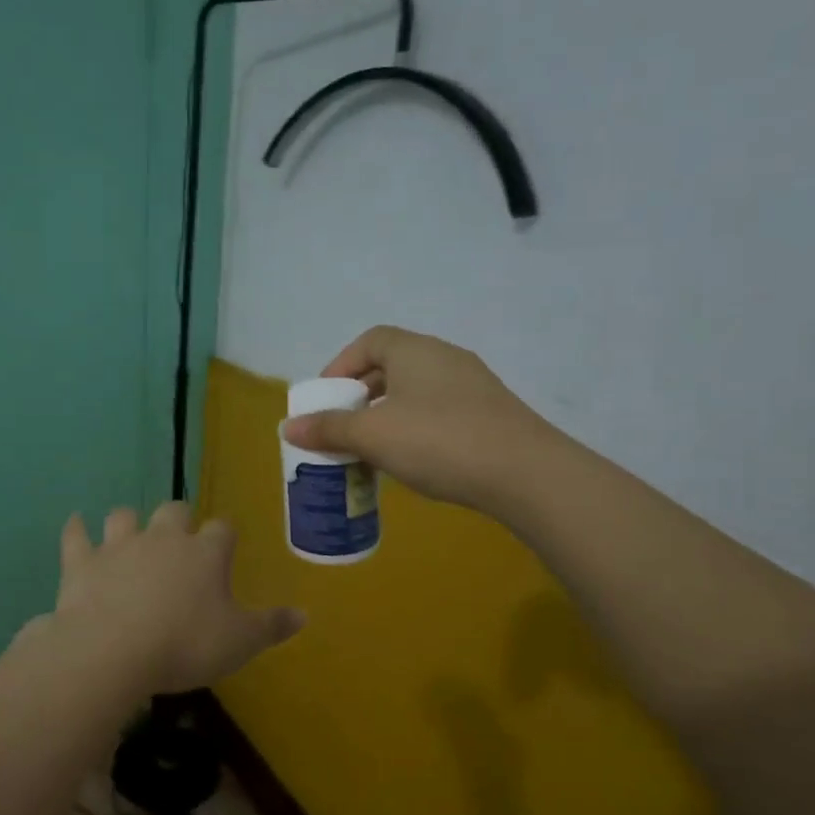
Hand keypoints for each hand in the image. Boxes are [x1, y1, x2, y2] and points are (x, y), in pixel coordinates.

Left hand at [46, 502, 302, 694]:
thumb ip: (271, 626)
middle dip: (179, 519)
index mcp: (204, 553)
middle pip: (174, 510)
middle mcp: (163, 538)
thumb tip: (305, 614)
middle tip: (179, 540)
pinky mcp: (82, 561)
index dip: (225, 536)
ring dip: (128, 523)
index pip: (223, 529)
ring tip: (130, 535)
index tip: (225, 546)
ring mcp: (119, 546)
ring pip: (124, 516)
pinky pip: (76, 535)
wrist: (113, 651)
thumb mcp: (239, 643)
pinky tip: (75, 525)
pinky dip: (76, 530)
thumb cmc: (185, 645)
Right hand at [281, 325, 554, 511]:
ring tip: (371, 447)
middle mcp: (444, 358)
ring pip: (415, 391)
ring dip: (387, 413)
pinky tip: (411, 459)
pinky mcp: (490, 414)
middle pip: (391, 365)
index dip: (341, 365)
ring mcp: (472, 385)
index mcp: (414, 350)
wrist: (526, 473)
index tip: (326, 399)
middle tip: (343, 425)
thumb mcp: (374, 435)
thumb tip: (288, 427)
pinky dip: (415, 427)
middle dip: (361, 394)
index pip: (370, 341)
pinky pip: (439, 411)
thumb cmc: (439, 441)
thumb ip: (329, 429)